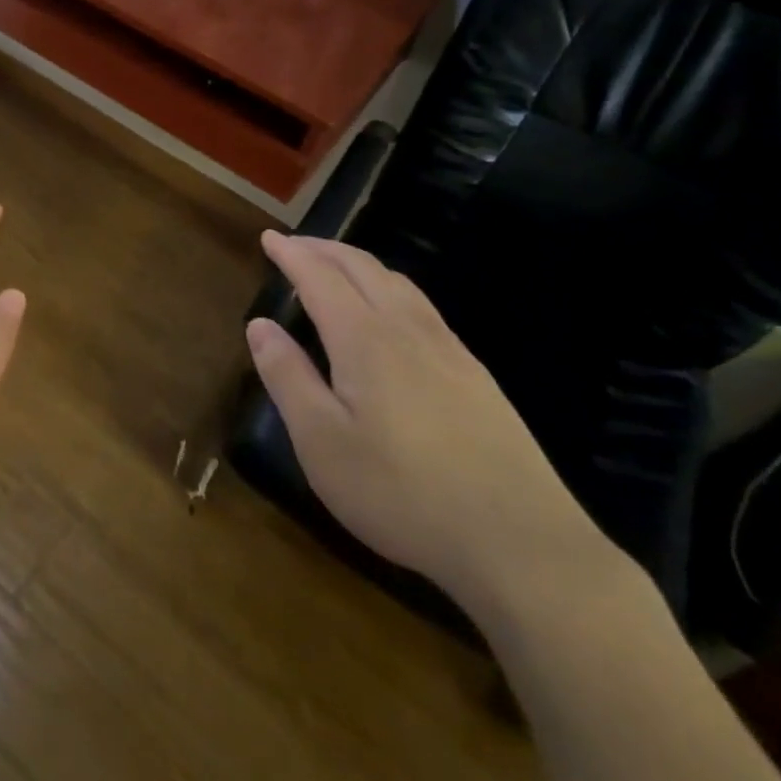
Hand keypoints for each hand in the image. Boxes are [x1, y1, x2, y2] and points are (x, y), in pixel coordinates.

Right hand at [247, 232, 602, 610]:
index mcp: (364, 339)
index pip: (320, 277)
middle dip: (324, 249)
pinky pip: (423, 307)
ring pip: (398, 283)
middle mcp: (407, 330)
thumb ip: (287, 377)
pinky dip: (391, 288)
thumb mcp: (321, 442)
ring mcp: (449, 350)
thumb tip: (259, 325)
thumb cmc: (402, 493)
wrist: (521, 543)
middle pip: (362, 267)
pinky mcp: (476, 376)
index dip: (291, 254)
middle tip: (294, 245)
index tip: (268, 237)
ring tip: (336, 268)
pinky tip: (391, 314)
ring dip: (359, 263)